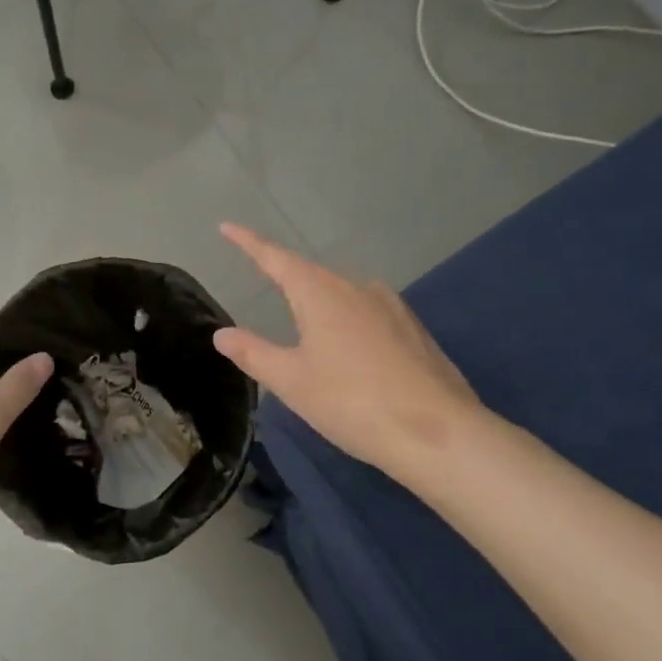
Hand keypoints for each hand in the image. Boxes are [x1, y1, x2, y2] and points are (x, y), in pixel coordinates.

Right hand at [212, 224, 485, 474]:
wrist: (439, 433)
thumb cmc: (352, 402)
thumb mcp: (292, 382)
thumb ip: (253, 353)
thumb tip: (221, 334)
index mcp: (321, 294)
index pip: (275, 258)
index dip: (249, 242)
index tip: (227, 227)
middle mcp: (357, 288)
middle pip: (311, 274)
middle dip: (286, 274)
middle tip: (263, 276)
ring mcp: (391, 307)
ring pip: (343, 292)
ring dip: (319, 299)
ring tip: (304, 318)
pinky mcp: (413, 330)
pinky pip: (368, 311)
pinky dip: (347, 319)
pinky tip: (349, 345)